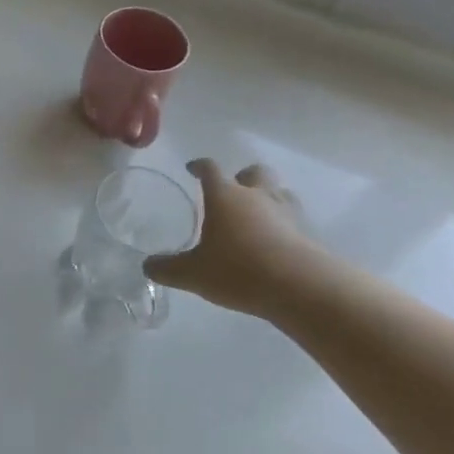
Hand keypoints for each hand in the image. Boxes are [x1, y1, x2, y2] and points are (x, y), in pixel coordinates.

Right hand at [144, 161, 325, 316]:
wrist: (300, 287)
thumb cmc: (239, 270)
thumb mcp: (193, 274)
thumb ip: (168, 268)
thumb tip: (147, 266)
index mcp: (224, 196)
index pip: (209, 168)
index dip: (199, 166)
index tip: (192, 169)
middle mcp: (255, 195)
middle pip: (253, 172)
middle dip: (242, 177)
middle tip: (231, 192)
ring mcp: (285, 211)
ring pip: (278, 191)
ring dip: (267, 196)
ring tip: (257, 215)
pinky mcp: (307, 232)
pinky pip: (293, 217)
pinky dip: (283, 223)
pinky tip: (275, 240)